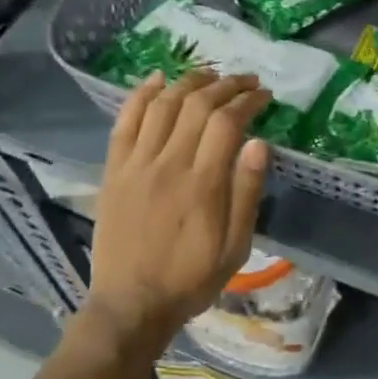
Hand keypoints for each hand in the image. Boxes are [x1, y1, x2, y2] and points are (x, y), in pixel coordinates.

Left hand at [81, 69, 272, 351]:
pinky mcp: (114, 170)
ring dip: (188, 82)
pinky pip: (125, 121)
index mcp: (203, 184)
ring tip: (209, 74)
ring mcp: (136, 164)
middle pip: (197, 105)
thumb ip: (246, 192)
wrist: (131, 304)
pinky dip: (140, 95)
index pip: (227, 122)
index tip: (263, 95)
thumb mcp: (235, 246)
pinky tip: (157, 79)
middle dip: (225, 85)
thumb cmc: (191, 278)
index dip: (247, 100)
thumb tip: (258, 143)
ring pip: (162, 105)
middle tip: (244, 80)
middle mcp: (168, 164)